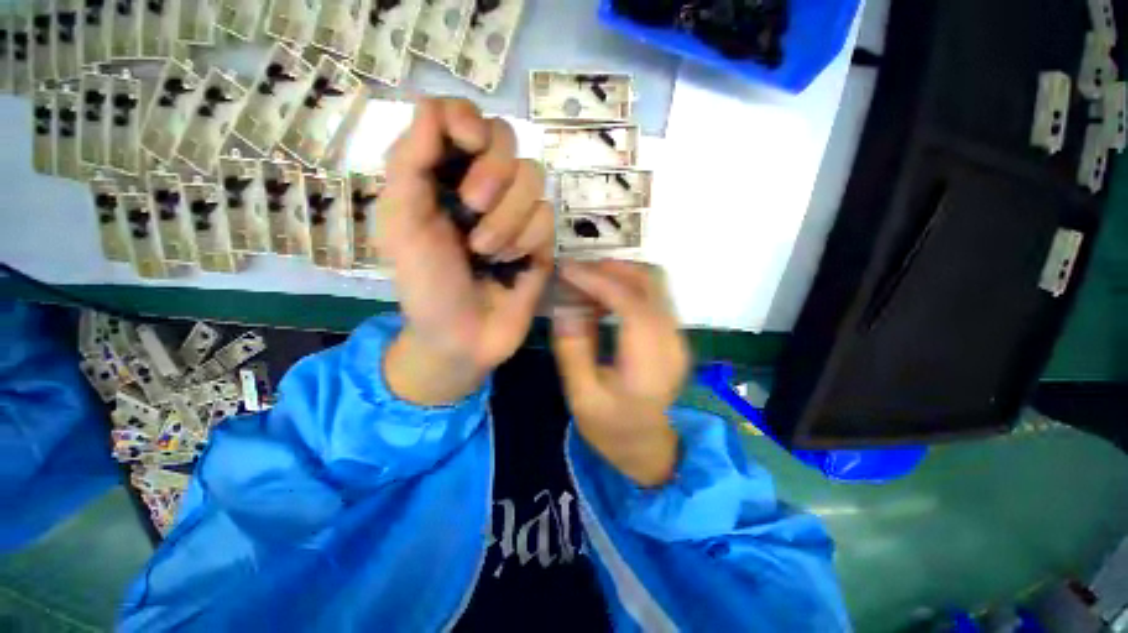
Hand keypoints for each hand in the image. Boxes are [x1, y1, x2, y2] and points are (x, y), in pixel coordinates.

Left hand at [378, 98, 554, 405]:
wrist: (463, 337)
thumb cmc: (426, 285)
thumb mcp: (401, 226)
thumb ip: (409, 165)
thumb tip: (432, 108)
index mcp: (441, 175)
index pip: (460, 115)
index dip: (466, 119)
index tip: (466, 143)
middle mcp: (482, 185)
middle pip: (506, 138)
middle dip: (492, 174)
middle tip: (471, 209)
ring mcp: (516, 212)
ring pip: (533, 178)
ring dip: (507, 219)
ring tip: (487, 252)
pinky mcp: (541, 239)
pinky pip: (546, 216)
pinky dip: (526, 240)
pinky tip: (511, 264)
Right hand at [551, 261, 691, 486]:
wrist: (649, 448)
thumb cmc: (612, 428)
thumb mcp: (582, 397)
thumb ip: (572, 350)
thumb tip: (564, 307)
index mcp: (650, 365)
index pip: (631, 305)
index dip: (598, 281)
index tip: (567, 270)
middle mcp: (672, 342)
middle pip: (650, 283)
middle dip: (609, 269)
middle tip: (574, 273)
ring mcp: (677, 336)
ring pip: (654, 283)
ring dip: (618, 275)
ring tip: (584, 282)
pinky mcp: (672, 334)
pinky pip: (651, 295)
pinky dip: (625, 286)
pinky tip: (601, 297)